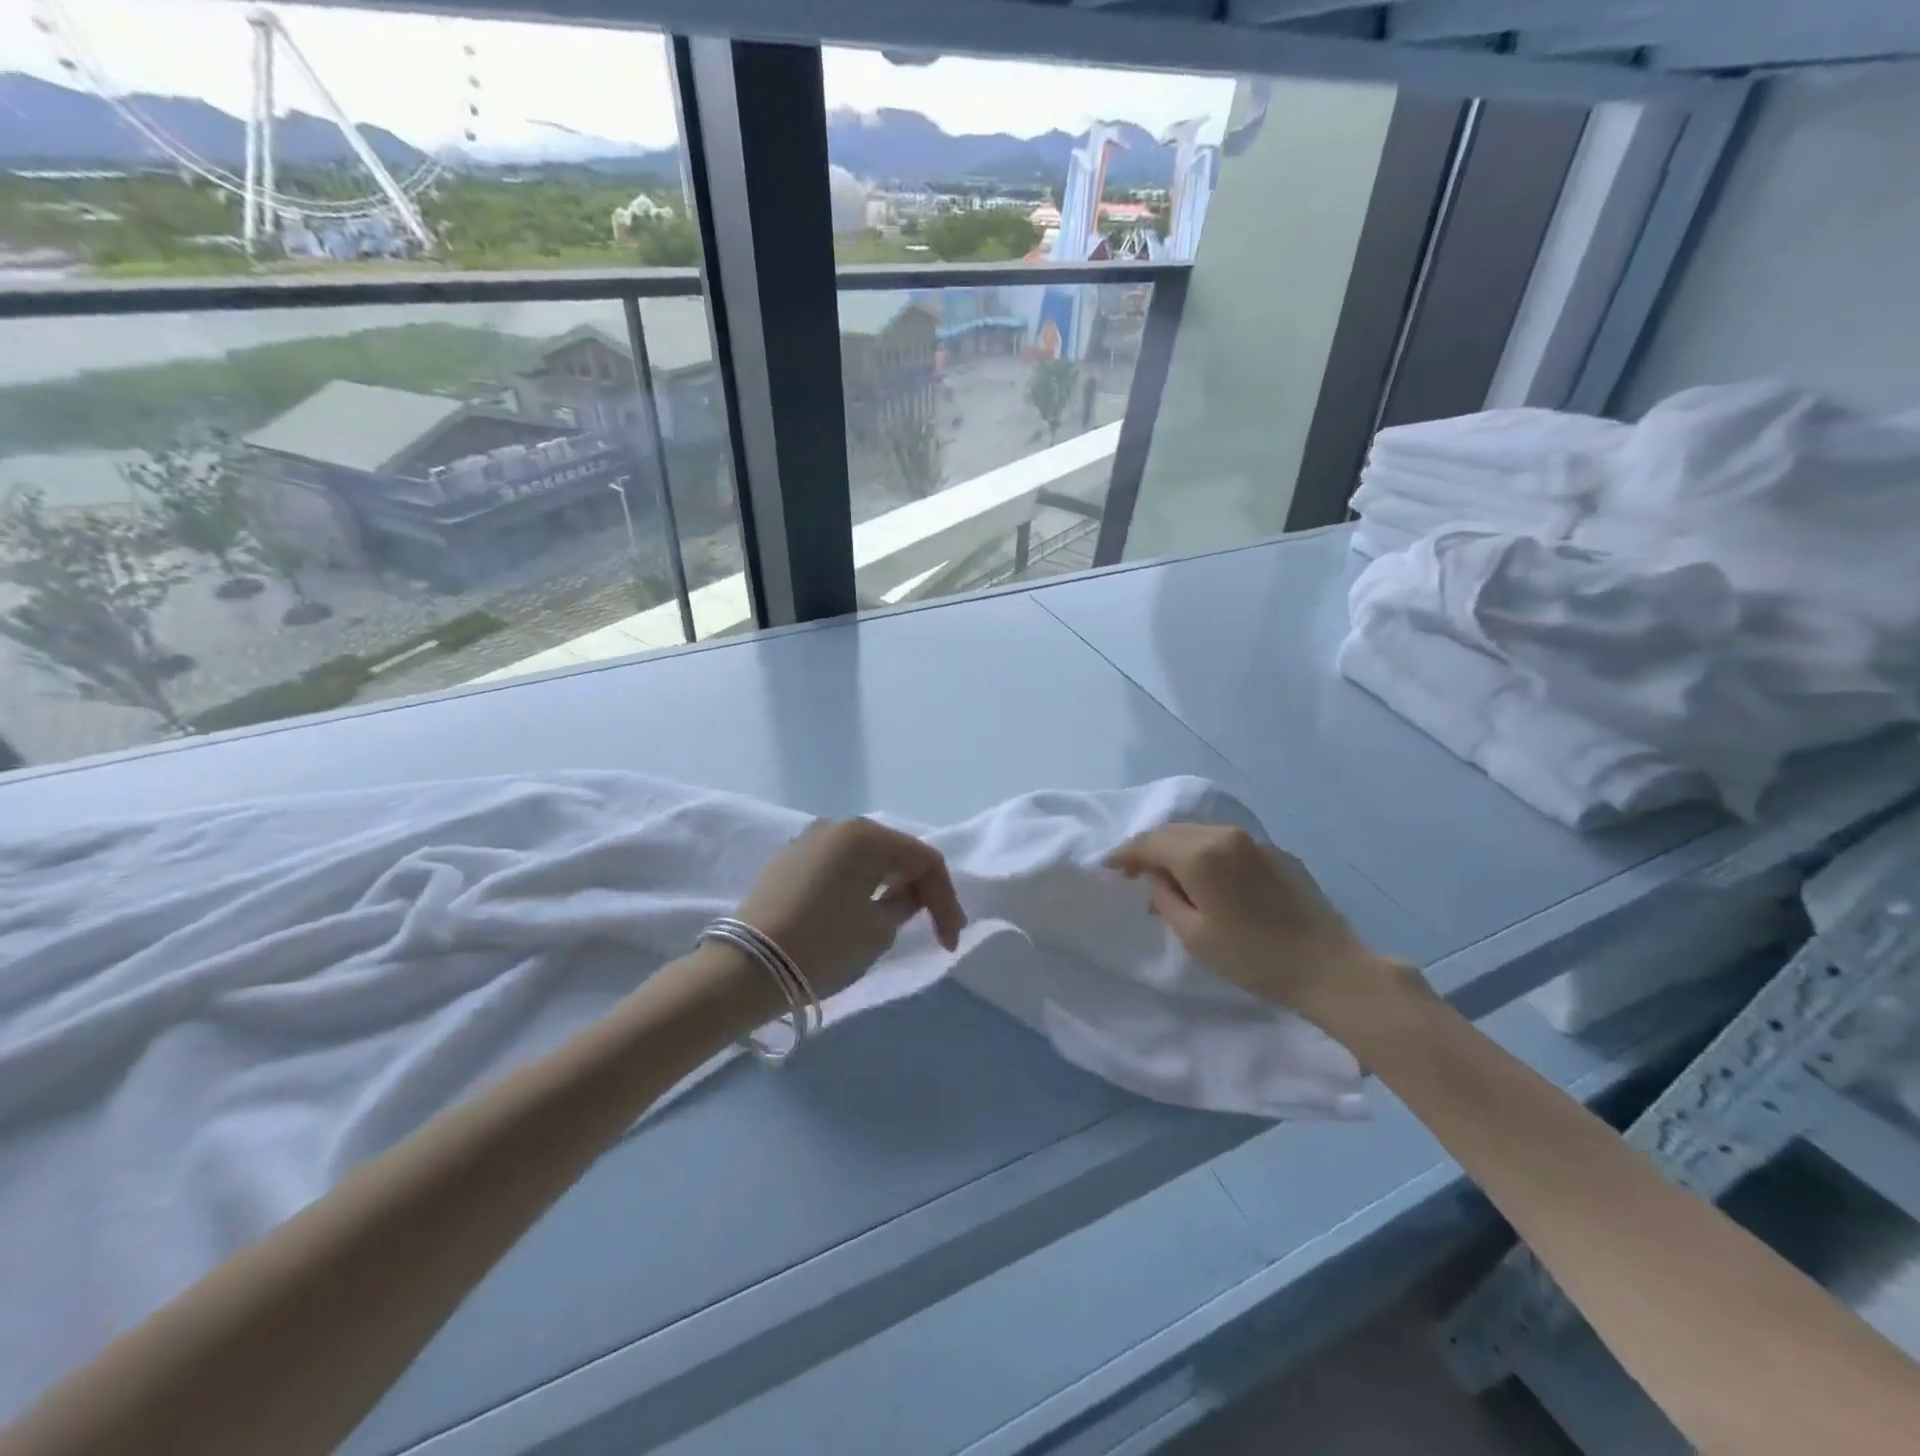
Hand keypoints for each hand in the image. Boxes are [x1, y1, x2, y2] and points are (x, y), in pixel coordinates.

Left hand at [734, 818, 966, 999]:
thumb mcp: (878, 930)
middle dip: (919, 887)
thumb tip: (906, 895)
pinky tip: (860, 908)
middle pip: (895, 852)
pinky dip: (858, 883)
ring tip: (898, 916)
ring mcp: (809, 839)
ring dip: (888, 883)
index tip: (950, 940)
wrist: (746, 968)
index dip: (946, 899)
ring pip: (865, 856)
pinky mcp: (788, 859)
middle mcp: (838, 825)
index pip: (924, 860)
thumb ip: (905, 904)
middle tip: (932, 926)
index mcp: (865, 835)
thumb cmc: (823, 945)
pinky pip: (838, 864)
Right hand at [1106, 824, 1402, 1020]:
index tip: (1109, 869)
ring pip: (1201, 833)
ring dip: (1178, 849)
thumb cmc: (1253, 958)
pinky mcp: (1276, 852)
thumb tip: (1155, 878)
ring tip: (1168, 876)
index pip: (1150, 843)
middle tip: (1134, 873)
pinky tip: (1207, 877)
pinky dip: (1206, 852)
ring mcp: (1254, 841)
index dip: (1125, 855)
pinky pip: (1227, 843)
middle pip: (1174, 832)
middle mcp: (1225, 836)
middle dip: (1150, 849)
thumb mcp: (1195, 936)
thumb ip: (1165, 898)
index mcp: (1201, 854)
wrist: (1329, 968)